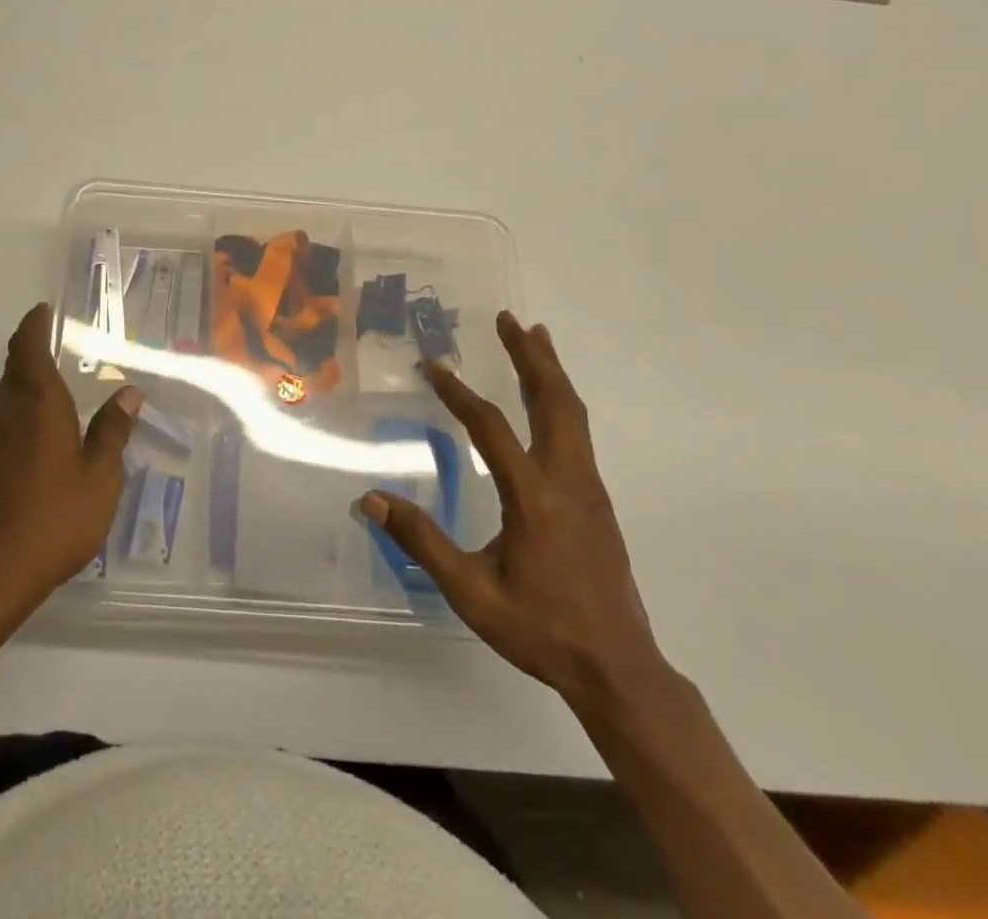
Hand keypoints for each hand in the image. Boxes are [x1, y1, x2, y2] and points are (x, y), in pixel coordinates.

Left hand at [0, 304, 141, 616]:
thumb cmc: (55, 519)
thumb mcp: (100, 477)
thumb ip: (113, 431)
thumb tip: (128, 392)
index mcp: (38, 405)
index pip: (27, 349)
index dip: (33, 326)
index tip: (43, 310)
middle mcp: (8, 414)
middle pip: (14, 368)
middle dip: (31, 349)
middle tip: (56, 342)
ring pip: (7, 396)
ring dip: (27, 381)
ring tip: (57, 385)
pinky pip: (4, 422)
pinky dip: (22, 411)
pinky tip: (43, 434)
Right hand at [363, 313, 666, 710]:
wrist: (618, 669)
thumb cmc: (540, 629)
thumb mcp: (471, 591)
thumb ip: (421, 541)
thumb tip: (370, 499)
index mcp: (534, 496)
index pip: (491, 426)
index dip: (458, 392)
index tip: (432, 365)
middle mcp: (567, 479)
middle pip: (554, 401)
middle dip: (531, 356)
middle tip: (509, 318)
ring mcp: (588, 487)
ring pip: (573, 413)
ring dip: (551, 371)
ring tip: (534, 336)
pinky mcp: (597, 500)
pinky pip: (578, 432)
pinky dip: (561, 400)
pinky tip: (548, 401)